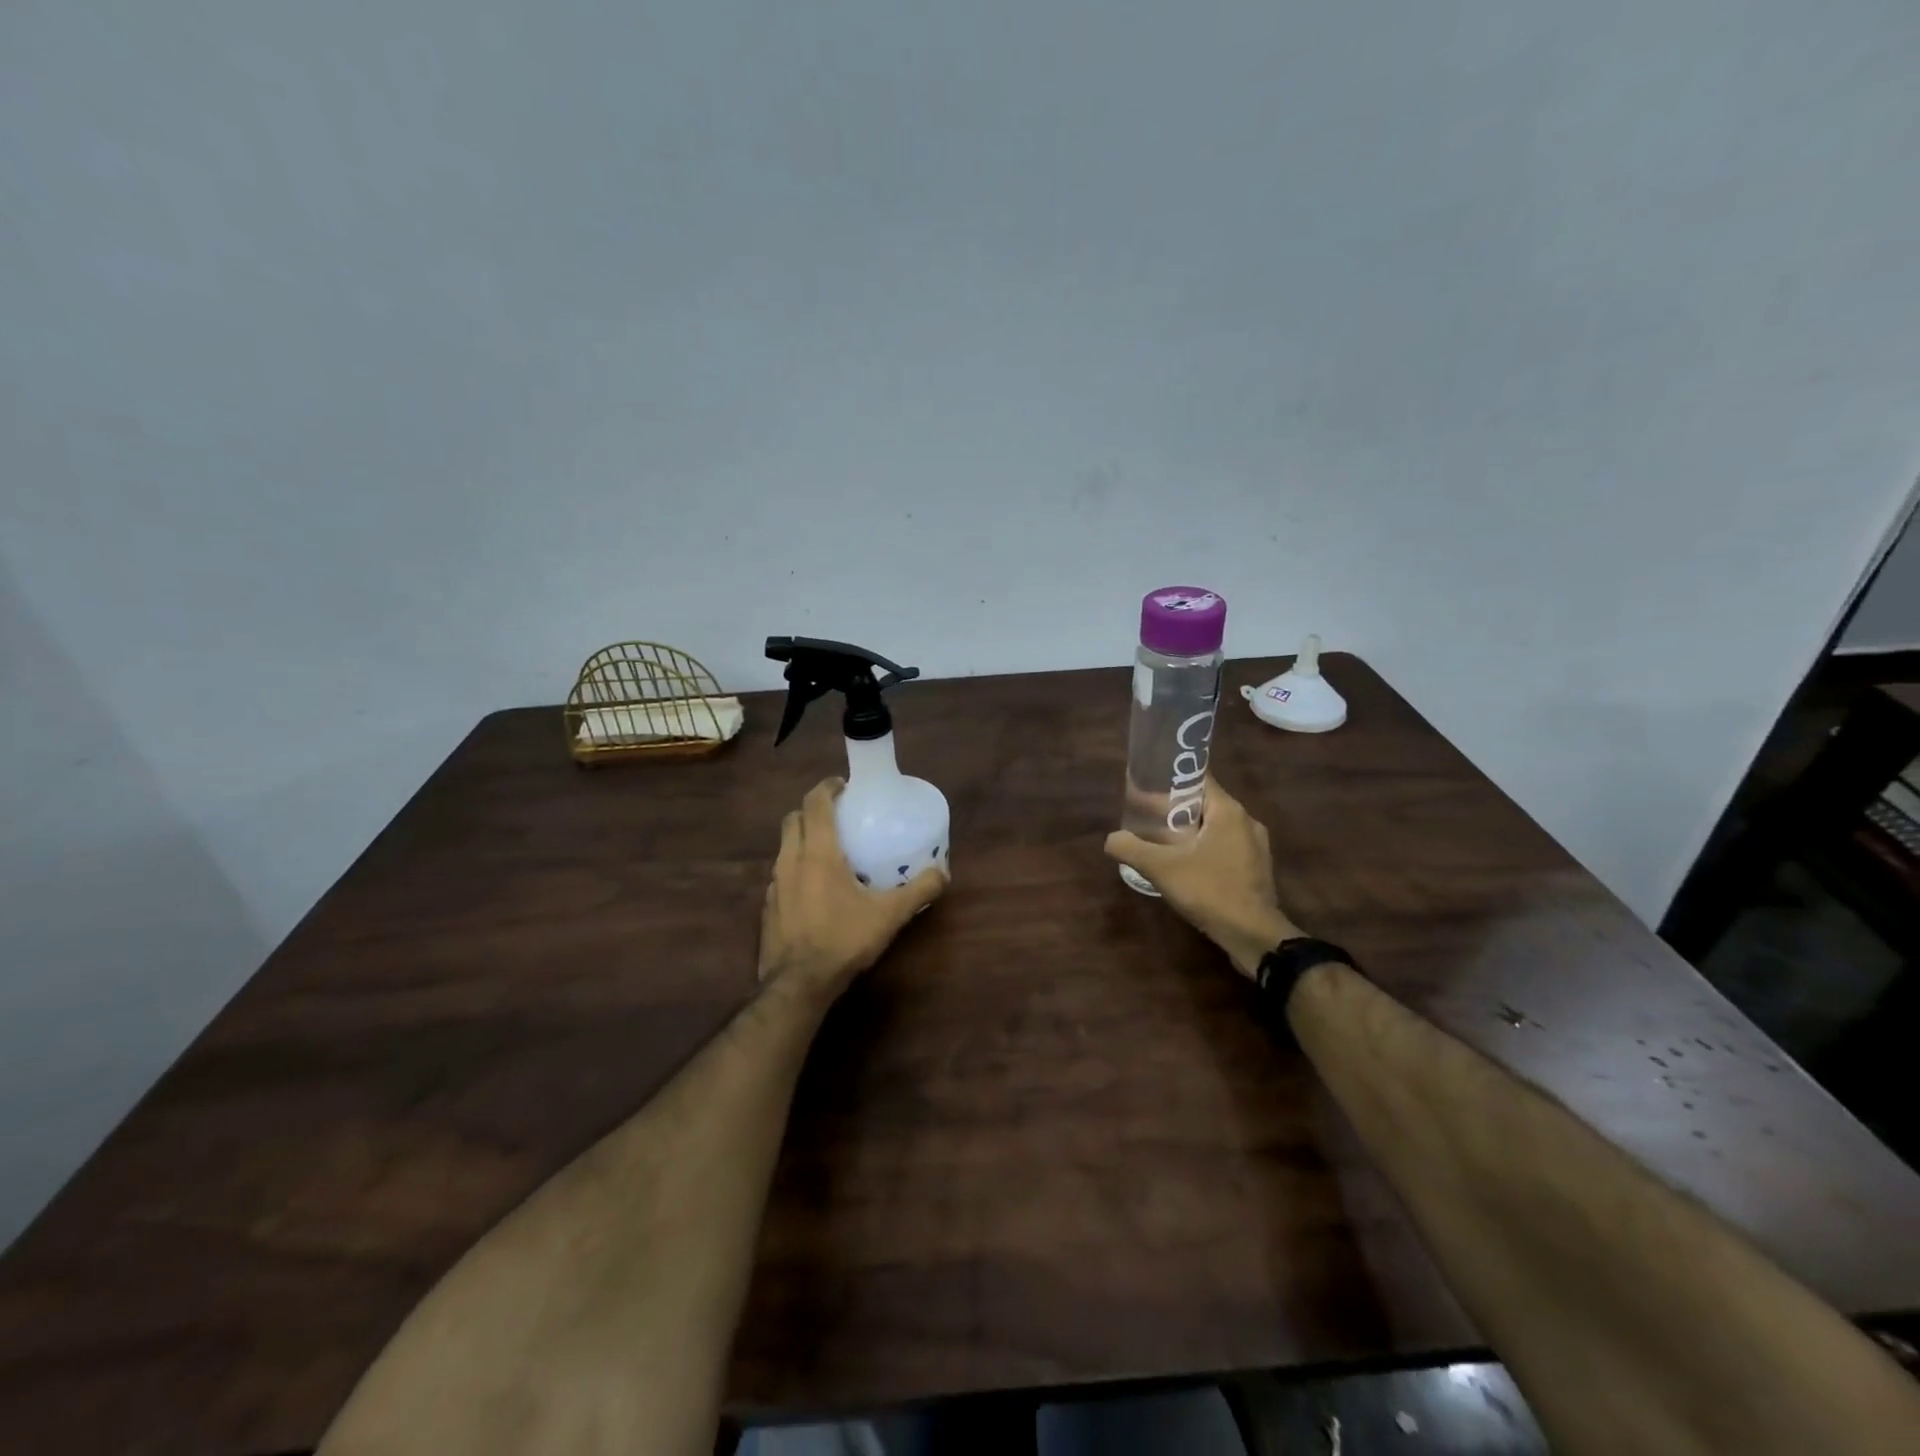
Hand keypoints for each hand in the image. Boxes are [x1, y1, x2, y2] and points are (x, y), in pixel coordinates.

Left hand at [759, 778, 947, 1000]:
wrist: (798, 984)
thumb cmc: (843, 939)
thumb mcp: (889, 915)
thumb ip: (919, 891)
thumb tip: (943, 874)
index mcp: (818, 852)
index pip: (815, 803)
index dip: (827, 787)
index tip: (844, 784)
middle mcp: (790, 859)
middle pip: (793, 818)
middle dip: (812, 809)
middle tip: (837, 815)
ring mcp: (774, 883)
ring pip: (784, 845)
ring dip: (802, 837)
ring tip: (828, 849)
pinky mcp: (767, 905)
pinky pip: (780, 872)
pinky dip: (795, 866)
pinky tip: (813, 886)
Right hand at [1104, 778, 1300, 978]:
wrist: (1254, 936)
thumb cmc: (1210, 891)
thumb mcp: (1161, 868)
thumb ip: (1131, 848)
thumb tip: (1111, 839)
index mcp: (1229, 811)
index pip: (1198, 778)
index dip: (1171, 779)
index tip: (1147, 786)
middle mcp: (1246, 821)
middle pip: (1205, 803)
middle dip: (1176, 808)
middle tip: (1147, 817)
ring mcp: (1255, 846)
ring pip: (1216, 827)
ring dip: (1191, 831)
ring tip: (1162, 841)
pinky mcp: (1256, 868)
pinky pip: (1225, 847)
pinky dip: (1205, 849)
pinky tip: (1186, 865)